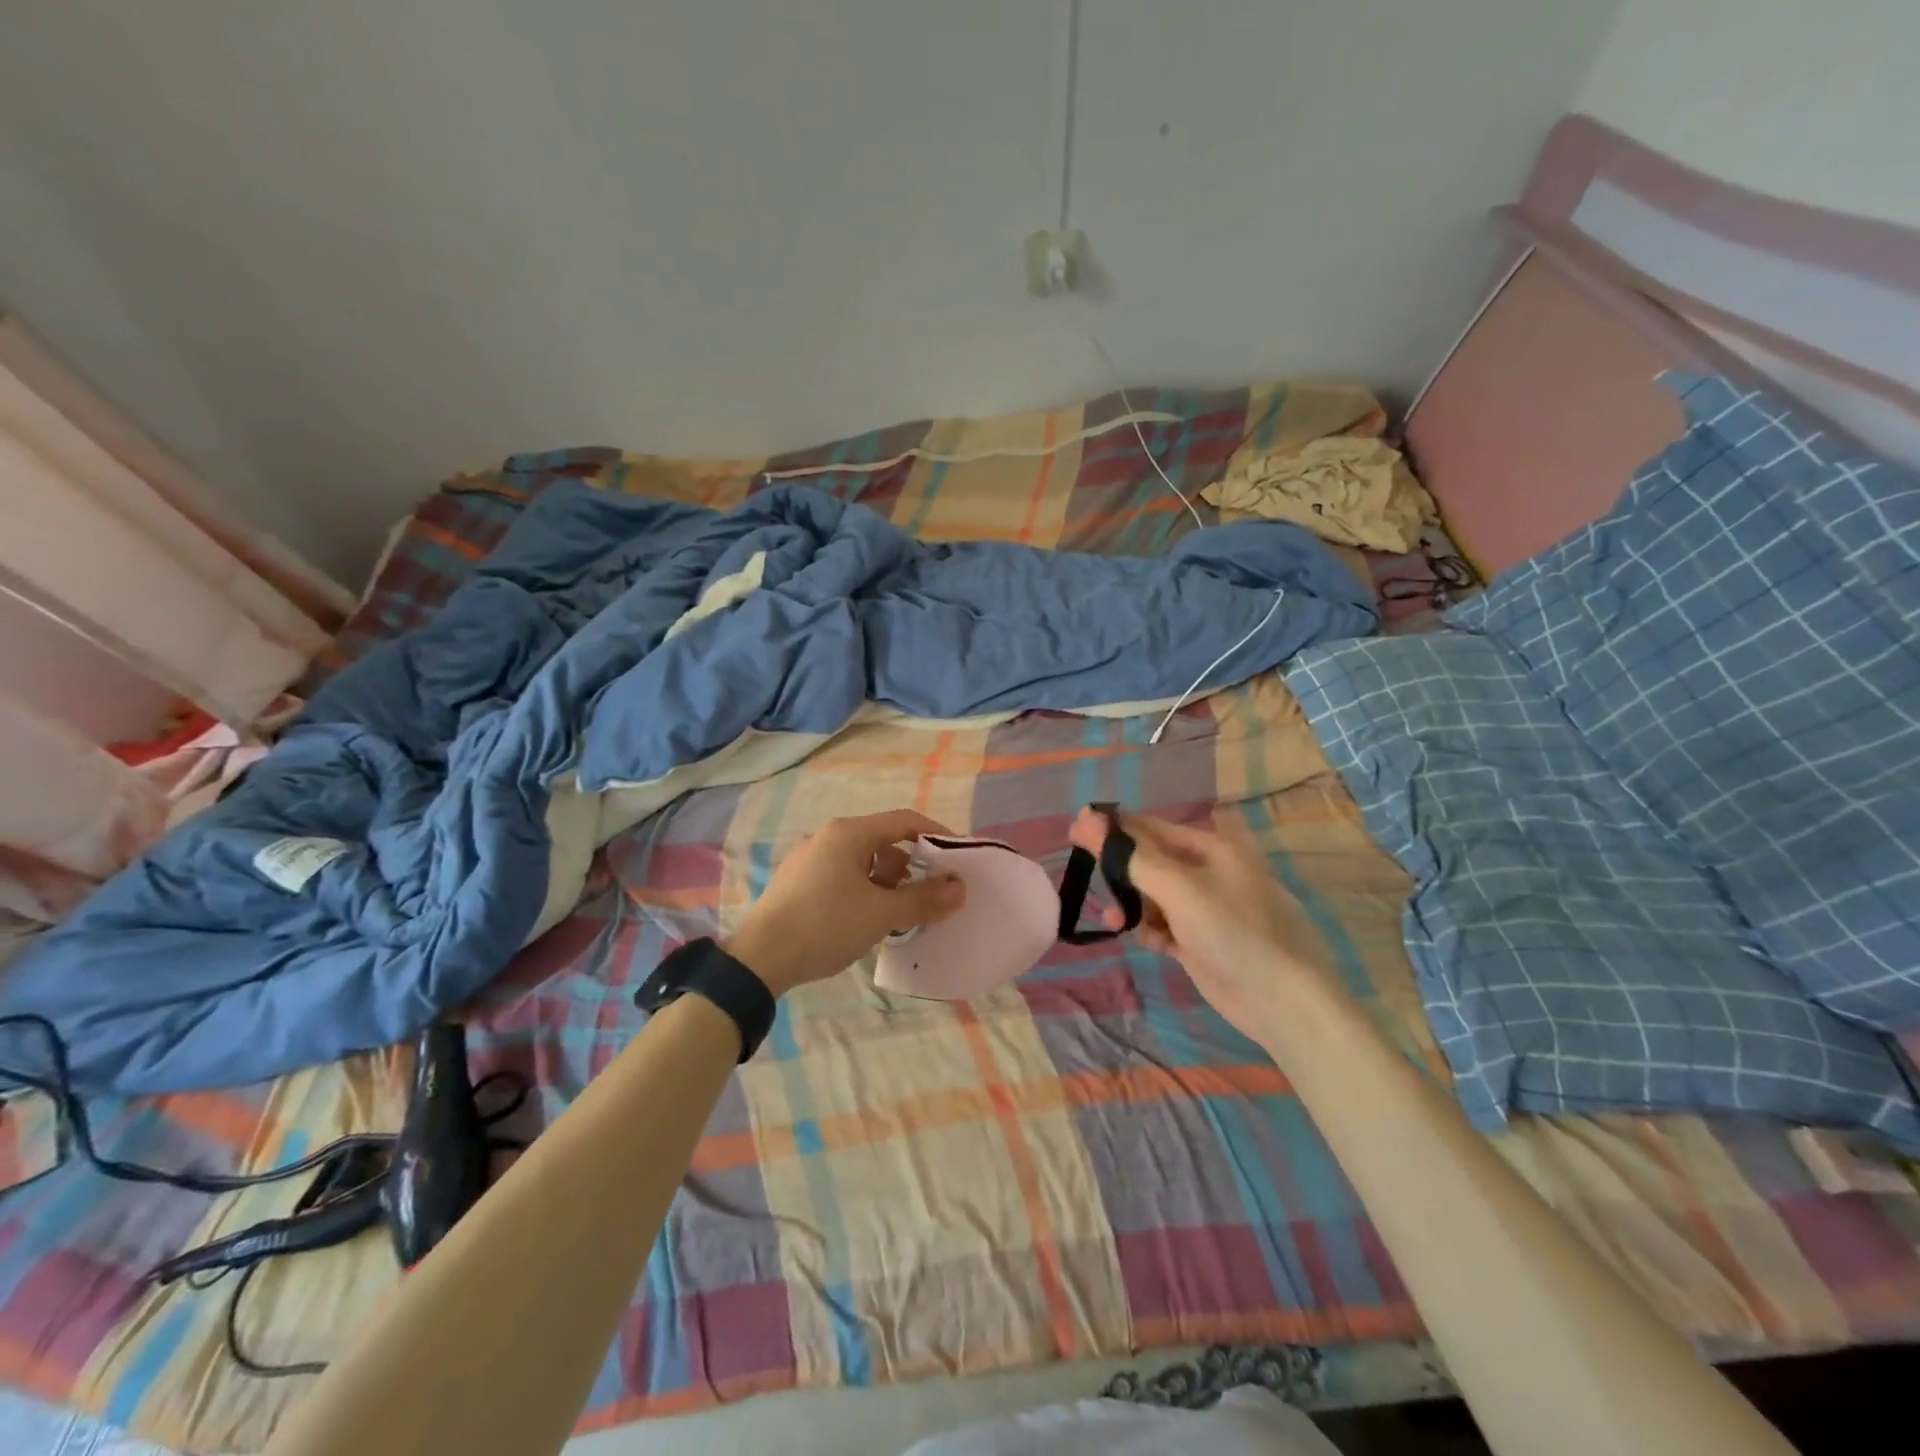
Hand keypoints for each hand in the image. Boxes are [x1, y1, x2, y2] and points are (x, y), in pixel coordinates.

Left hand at [724, 810, 966, 996]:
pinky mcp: (796, 883)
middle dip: (910, 866)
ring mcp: (808, 859)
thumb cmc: (825, 925)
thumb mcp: (881, 914)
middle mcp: (827, 837)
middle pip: (882, 842)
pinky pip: (842, 877)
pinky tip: (865, 921)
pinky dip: (863, 891)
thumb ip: (923, 899)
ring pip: (861, 862)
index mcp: (848, 833)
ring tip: (897, 914)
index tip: (957, 858)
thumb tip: (959, 889)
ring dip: (886, 883)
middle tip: (928, 895)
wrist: (759, 959)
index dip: (936, 835)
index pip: (904, 821)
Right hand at [1068, 807, 1345, 1044]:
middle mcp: (1210, 873)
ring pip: (1154, 896)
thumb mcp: (1179, 888)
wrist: (1284, 1003)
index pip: (1152, 828)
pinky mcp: (1202, 942)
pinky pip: (1165, 925)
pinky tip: (1148, 941)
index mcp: (1213, 848)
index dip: (1113, 828)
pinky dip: (1151, 929)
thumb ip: (1130, 855)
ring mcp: (1207, 909)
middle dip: (1120, 869)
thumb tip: (1086, 818)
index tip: (1074, 830)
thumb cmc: (1233, 932)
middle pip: (1151, 861)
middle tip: (1083, 871)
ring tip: (1115, 920)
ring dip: (1132, 904)